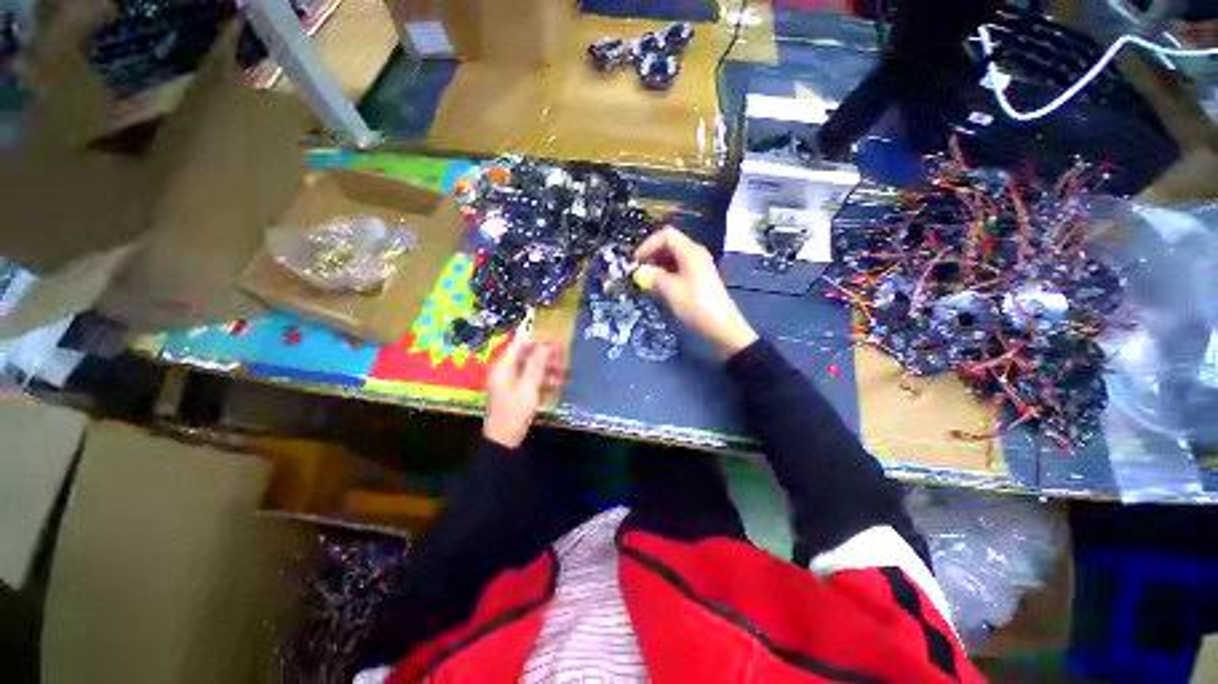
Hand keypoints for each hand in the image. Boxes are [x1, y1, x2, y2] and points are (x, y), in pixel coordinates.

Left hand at [483, 340, 567, 447]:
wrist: (504, 440)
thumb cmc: (515, 410)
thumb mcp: (528, 386)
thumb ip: (537, 364)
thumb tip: (546, 344)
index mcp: (504, 366)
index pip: (519, 343)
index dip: (536, 337)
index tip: (553, 333)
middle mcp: (506, 370)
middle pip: (527, 356)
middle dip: (546, 355)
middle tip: (565, 354)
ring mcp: (511, 382)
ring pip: (532, 368)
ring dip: (549, 369)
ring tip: (566, 372)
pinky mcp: (517, 392)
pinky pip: (532, 381)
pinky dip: (545, 381)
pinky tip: (559, 385)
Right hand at [634, 227, 757, 357]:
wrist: (722, 328)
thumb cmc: (695, 305)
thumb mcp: (670, 290)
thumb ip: (652, 277)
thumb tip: (638, 271)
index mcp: (690, 251)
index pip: (666, 235)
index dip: (648, 244)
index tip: (635, 261)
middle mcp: (695, 255)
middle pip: (669, 245)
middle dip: (651, 255)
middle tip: (637, 271)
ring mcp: (698, 268)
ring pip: (672, 259)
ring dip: (656, 267)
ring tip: (644, 281)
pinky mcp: (698, 280)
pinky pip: (678, 270)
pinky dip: (665, 275)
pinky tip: (657, 288)